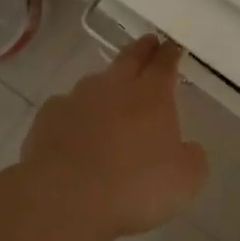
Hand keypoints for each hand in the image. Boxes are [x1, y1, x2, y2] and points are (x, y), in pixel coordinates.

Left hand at [19, 34, 209, 240]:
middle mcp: (114, 87)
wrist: (67, 198)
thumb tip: (188, 149)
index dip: (170, 54)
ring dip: (106, 84)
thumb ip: (192, 157)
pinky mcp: (47, 118)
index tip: (174, 47)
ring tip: (111, 94)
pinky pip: (65, 107)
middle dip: (142, 50)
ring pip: (95, 82)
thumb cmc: (135, 186)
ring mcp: (76, 99)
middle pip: (130, 59)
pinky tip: (74, 128)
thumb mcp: (185, 180)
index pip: (164, 64)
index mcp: (152, 95)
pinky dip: (74, 113)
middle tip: (149, 42)